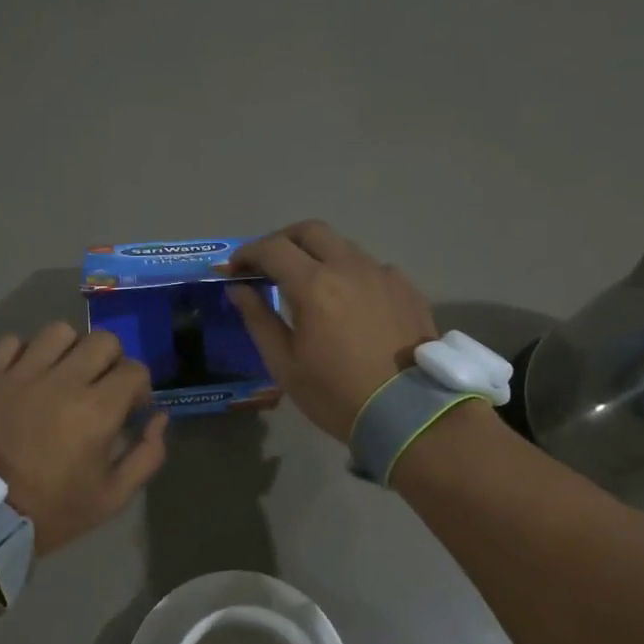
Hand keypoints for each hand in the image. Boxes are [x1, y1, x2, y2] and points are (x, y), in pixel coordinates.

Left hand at [0, 324, 167, 553]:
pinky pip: (13, 342)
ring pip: (59, 332)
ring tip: (64, 376)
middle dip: (111, 362)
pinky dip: (26, 354)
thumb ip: (147, 454)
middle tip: (101, 388)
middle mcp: (62, 381)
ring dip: (70, 350)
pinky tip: (28, 378)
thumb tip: (159, 417)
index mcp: (97, 410)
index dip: (140, 388)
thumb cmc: (54, 509)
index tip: (130, 410)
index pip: (134, 370)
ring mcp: (22, 375)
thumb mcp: (113, 496)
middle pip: (102, 340)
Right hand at [225, 220, 436, 441]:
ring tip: (308, 284)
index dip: (247, 253)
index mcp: (314, 285)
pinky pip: (370, 268)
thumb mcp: (284, 364)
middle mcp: (350, 267)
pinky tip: (348, 302)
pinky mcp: (406, 288)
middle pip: (310, 231)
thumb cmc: (335, 394)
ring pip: (343, 246)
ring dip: (318, 255)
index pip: (272, 248)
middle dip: (282, 241)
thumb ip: (258, 319)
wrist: (408, 413)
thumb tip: (239, 289)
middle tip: (267, 265)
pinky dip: (349, 274)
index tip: (235, 269)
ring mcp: (383, 274)